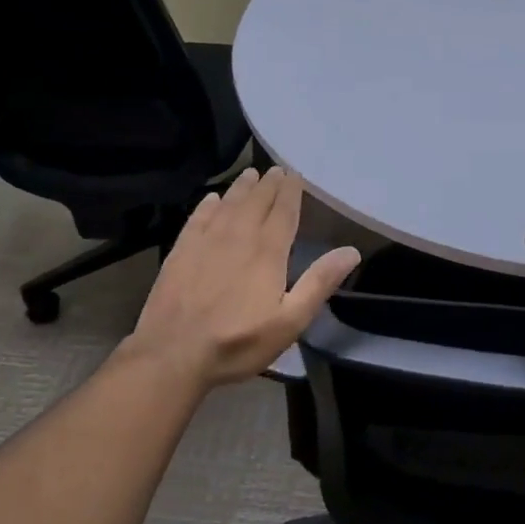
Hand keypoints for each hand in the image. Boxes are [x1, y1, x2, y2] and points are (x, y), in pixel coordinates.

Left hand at [126, 167, 359, 388]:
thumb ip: (319, 283)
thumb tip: (351, 251)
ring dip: (242, 188)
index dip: (291, 192)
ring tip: (250, 174)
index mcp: (267, 252)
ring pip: (229, 204)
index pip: (283, 212)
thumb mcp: (289, 321)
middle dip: (269, 184)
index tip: (295, 175)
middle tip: (276, 170)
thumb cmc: (238, 342)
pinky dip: (208, 205)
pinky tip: (212, 199)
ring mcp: (206, 241)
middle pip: (256, 202)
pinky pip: (198, 218)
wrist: (173, 353)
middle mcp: (238, 236)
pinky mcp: (181, 251)